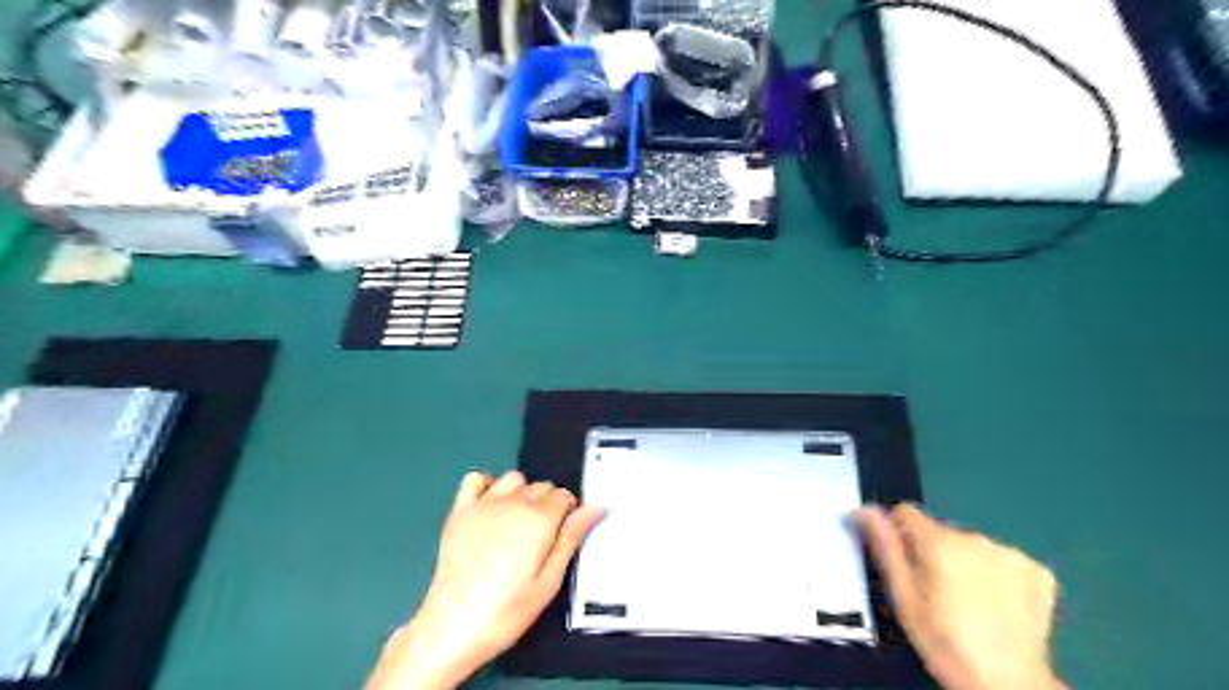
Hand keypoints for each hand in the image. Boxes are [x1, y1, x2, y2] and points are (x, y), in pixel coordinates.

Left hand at [365, 469, 603, 689]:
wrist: (451, 626)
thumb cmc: (506, 611)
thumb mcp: (549, 581)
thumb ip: (572, 538)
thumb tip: (594, 508)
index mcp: (539, 520)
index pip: (565, 496)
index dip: (569, 514)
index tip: (563, 533)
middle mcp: (513, 503)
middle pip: (542, 486)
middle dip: (548, 504)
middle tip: (541, 537)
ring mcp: (484, 504)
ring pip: (515, 478)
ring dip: (522, 492)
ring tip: (518, 522)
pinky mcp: (460, 511)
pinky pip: (475, 479)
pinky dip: (486, 485)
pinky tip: (490, 506)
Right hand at [857, 502, 1065, 689]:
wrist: (1008, 685)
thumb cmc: (945, 643)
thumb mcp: (902, 597)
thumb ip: (884, 548)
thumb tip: (865, 511)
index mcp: (937, 542)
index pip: (904, 512)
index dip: (896, 533)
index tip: (901, 561)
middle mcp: (975, 538)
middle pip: (939, 531)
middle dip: (932, 553)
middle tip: (933, 593)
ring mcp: (1010, 554)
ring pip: (971, 546)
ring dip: (963, 563)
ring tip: (965, 603)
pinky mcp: (1038, 571)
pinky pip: (1003, 560)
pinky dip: (996, 575)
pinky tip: (995, 605)